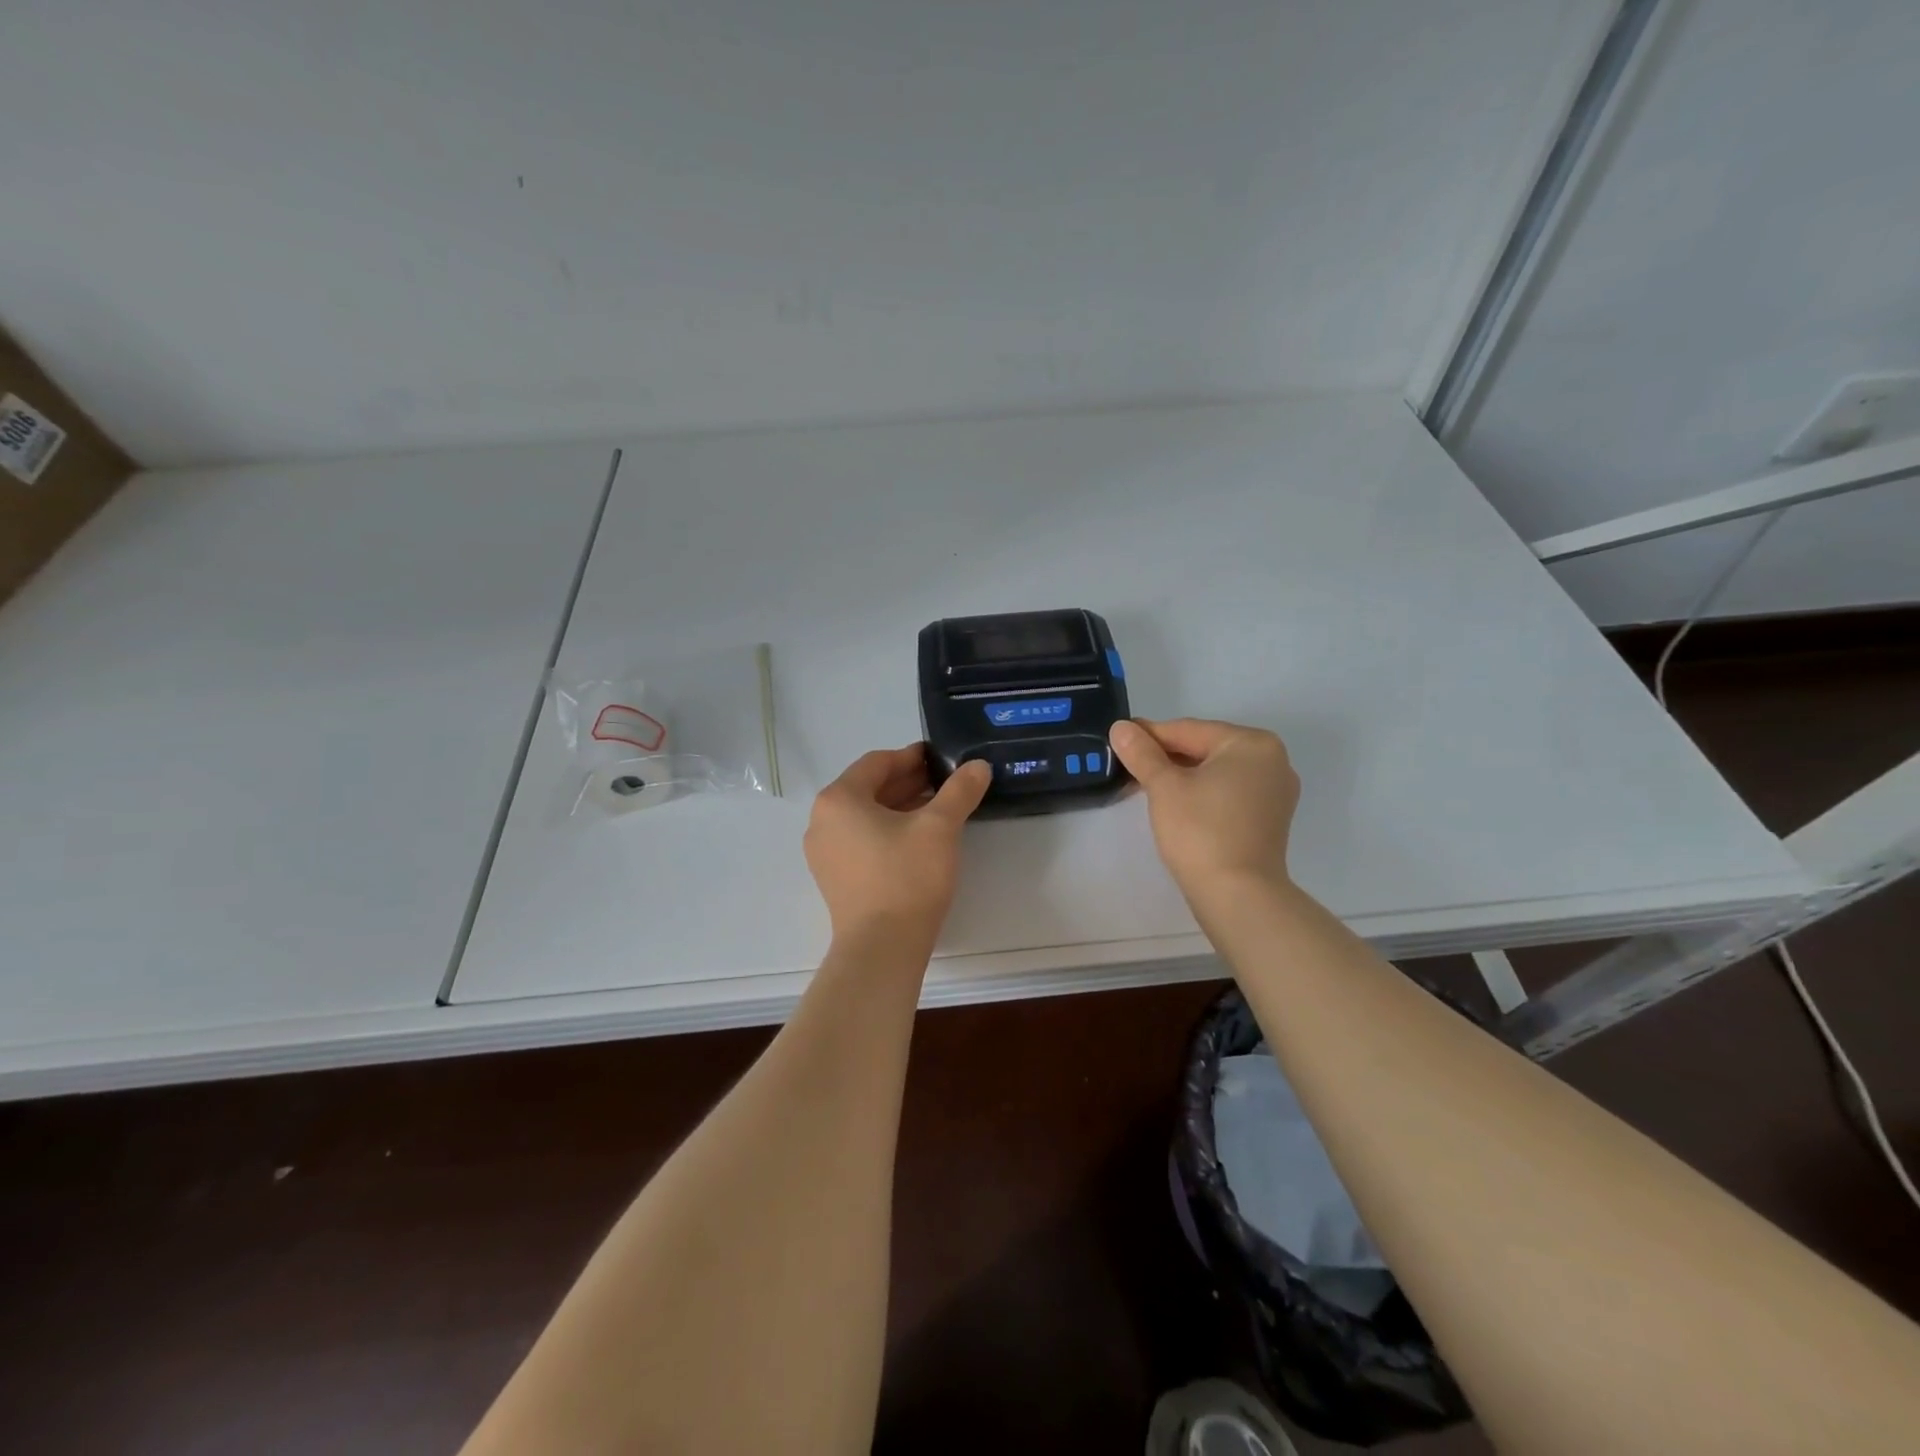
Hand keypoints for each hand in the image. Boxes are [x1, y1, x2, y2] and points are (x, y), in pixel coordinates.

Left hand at [804, 745, 991, 942]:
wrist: (882, 948)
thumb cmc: (907, 877)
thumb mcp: (940, 827)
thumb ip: (960, 791)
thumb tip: (978, 765)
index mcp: (839, 799)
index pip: (877, 763)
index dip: (912, 757)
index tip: (941, 758)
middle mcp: (822, 820)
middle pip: (869, 788)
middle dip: (908, 783)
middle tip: (946, 783)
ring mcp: (824, 852)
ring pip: (866, 816)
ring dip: (901, 807)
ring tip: (938, 809)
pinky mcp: (834, 878)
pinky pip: (861, 840)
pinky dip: (888, 832)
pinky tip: (918, 840)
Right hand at [1109, 718, 1299, 905]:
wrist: (1238, 895)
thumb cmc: (1201, 831)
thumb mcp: (1164, 787)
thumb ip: (1142, 753)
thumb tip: (1120, 727)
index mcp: (1252, 743)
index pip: (1189, 730)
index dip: (1149, 735)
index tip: (1119, 738)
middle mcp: (1272, 760)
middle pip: (1205, 748)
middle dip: (1165, 756)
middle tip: (1127, 764)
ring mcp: (1275, 792)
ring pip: (1216, 772)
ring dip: (1181, 775)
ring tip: (1144, 784)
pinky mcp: (1269, 818)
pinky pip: (1228, 792)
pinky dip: (1201, 792)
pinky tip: (1174, 803)